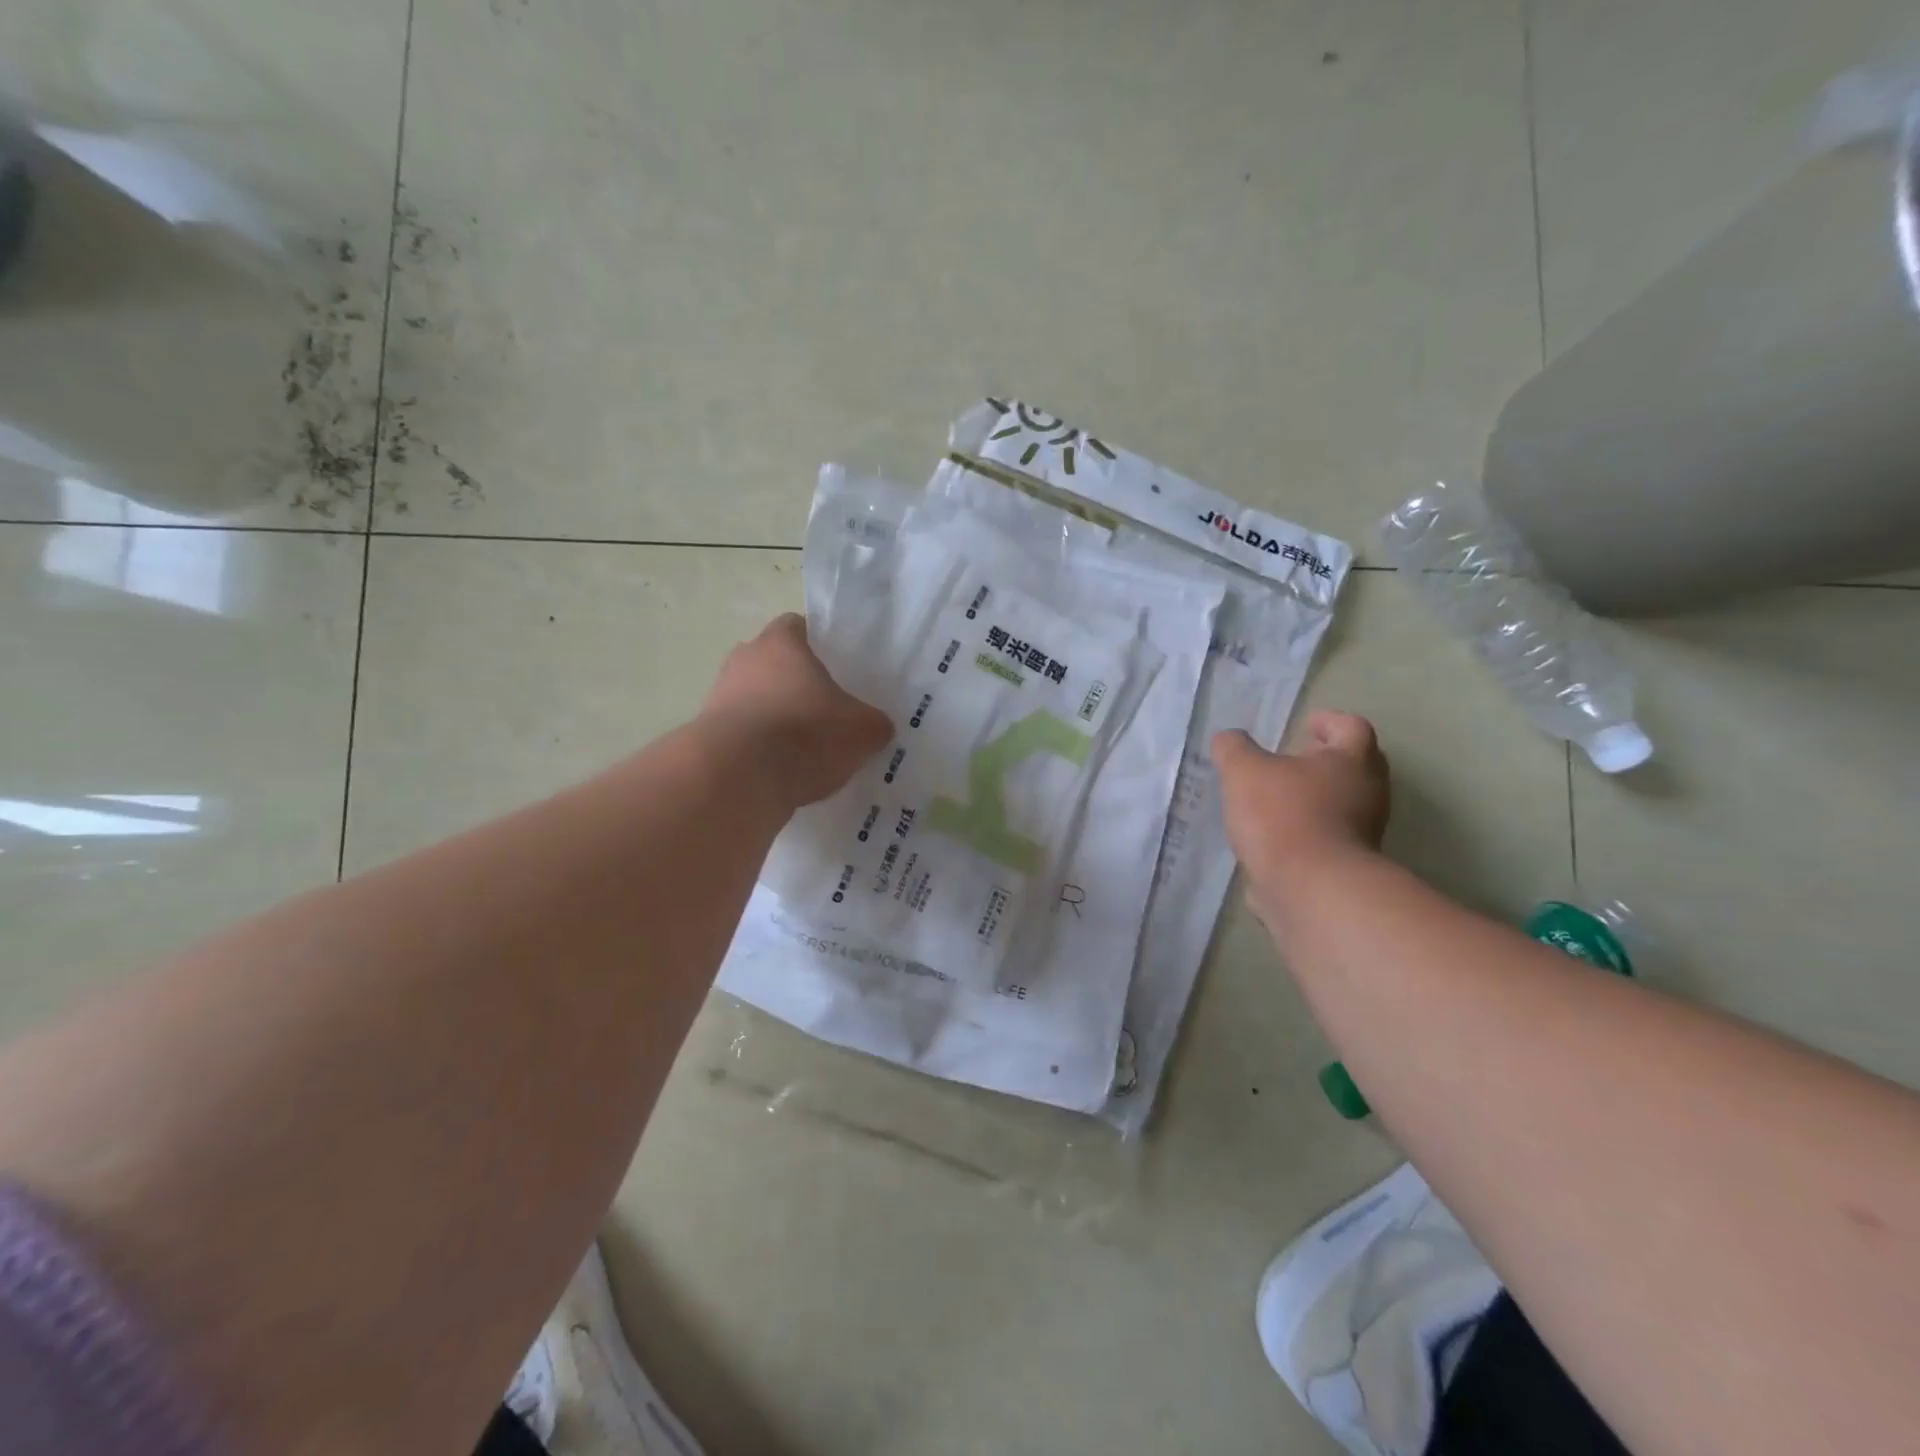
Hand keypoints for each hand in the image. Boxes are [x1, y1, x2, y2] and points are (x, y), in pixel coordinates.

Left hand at [702, 613, 892, 806]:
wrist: (736, 778)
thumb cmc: (804, 734)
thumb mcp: (861, 730)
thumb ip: (874, 723)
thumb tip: (878, 727)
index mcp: (781, 642)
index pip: (799, 627)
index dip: (820, 646)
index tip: (839, 670)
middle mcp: (744, 659)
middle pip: (774, 663)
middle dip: (797, 684)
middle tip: (827, 710)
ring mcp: (719, 696)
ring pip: (755, 699)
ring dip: (776, 717)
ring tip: (805, 749)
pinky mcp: (706, 733)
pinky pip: (742, 733)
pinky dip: (759, 748)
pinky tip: (781, 772)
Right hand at [1213, 712, 1389, 917]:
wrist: (1309, 889)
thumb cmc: (1282, 815)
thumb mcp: (1243, 771)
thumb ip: (1233, 748)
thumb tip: (1229, 739)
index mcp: (1351, 761)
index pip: (1352, 728)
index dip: (1330, 721)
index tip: (1306, 725)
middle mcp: (1367, 794)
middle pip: (1355, 767)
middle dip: (1324, 761)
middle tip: (1292, 759)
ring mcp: (1363, 833)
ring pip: (1342, 804)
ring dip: (1313, 799)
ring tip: (1273, 800)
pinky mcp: (1347, 867)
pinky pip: (1327, 838)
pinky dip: (1305, 832)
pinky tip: (1272, 837)